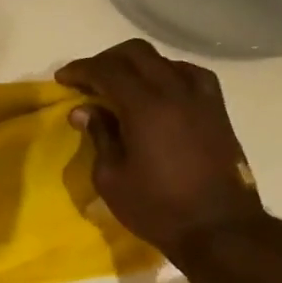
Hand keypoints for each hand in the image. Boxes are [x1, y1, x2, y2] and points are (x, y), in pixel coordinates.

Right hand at [56, 39, 262, 258]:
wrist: (219, 229)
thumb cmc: (157, 208)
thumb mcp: (112, 178)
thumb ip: (99, 136)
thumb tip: (84, 110)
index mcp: (145, 106)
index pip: (107, 70)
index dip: (81, 69)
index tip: (63, 79)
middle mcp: (175, 91)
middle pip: (136, 53)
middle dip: (106, 60)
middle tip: (87, 79)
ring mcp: (201, 98)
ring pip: (164, 60)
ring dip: (136, 65)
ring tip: (120, 86)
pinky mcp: (217, 110)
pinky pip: (189, 75)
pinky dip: (166, 74)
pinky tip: (158, 92)